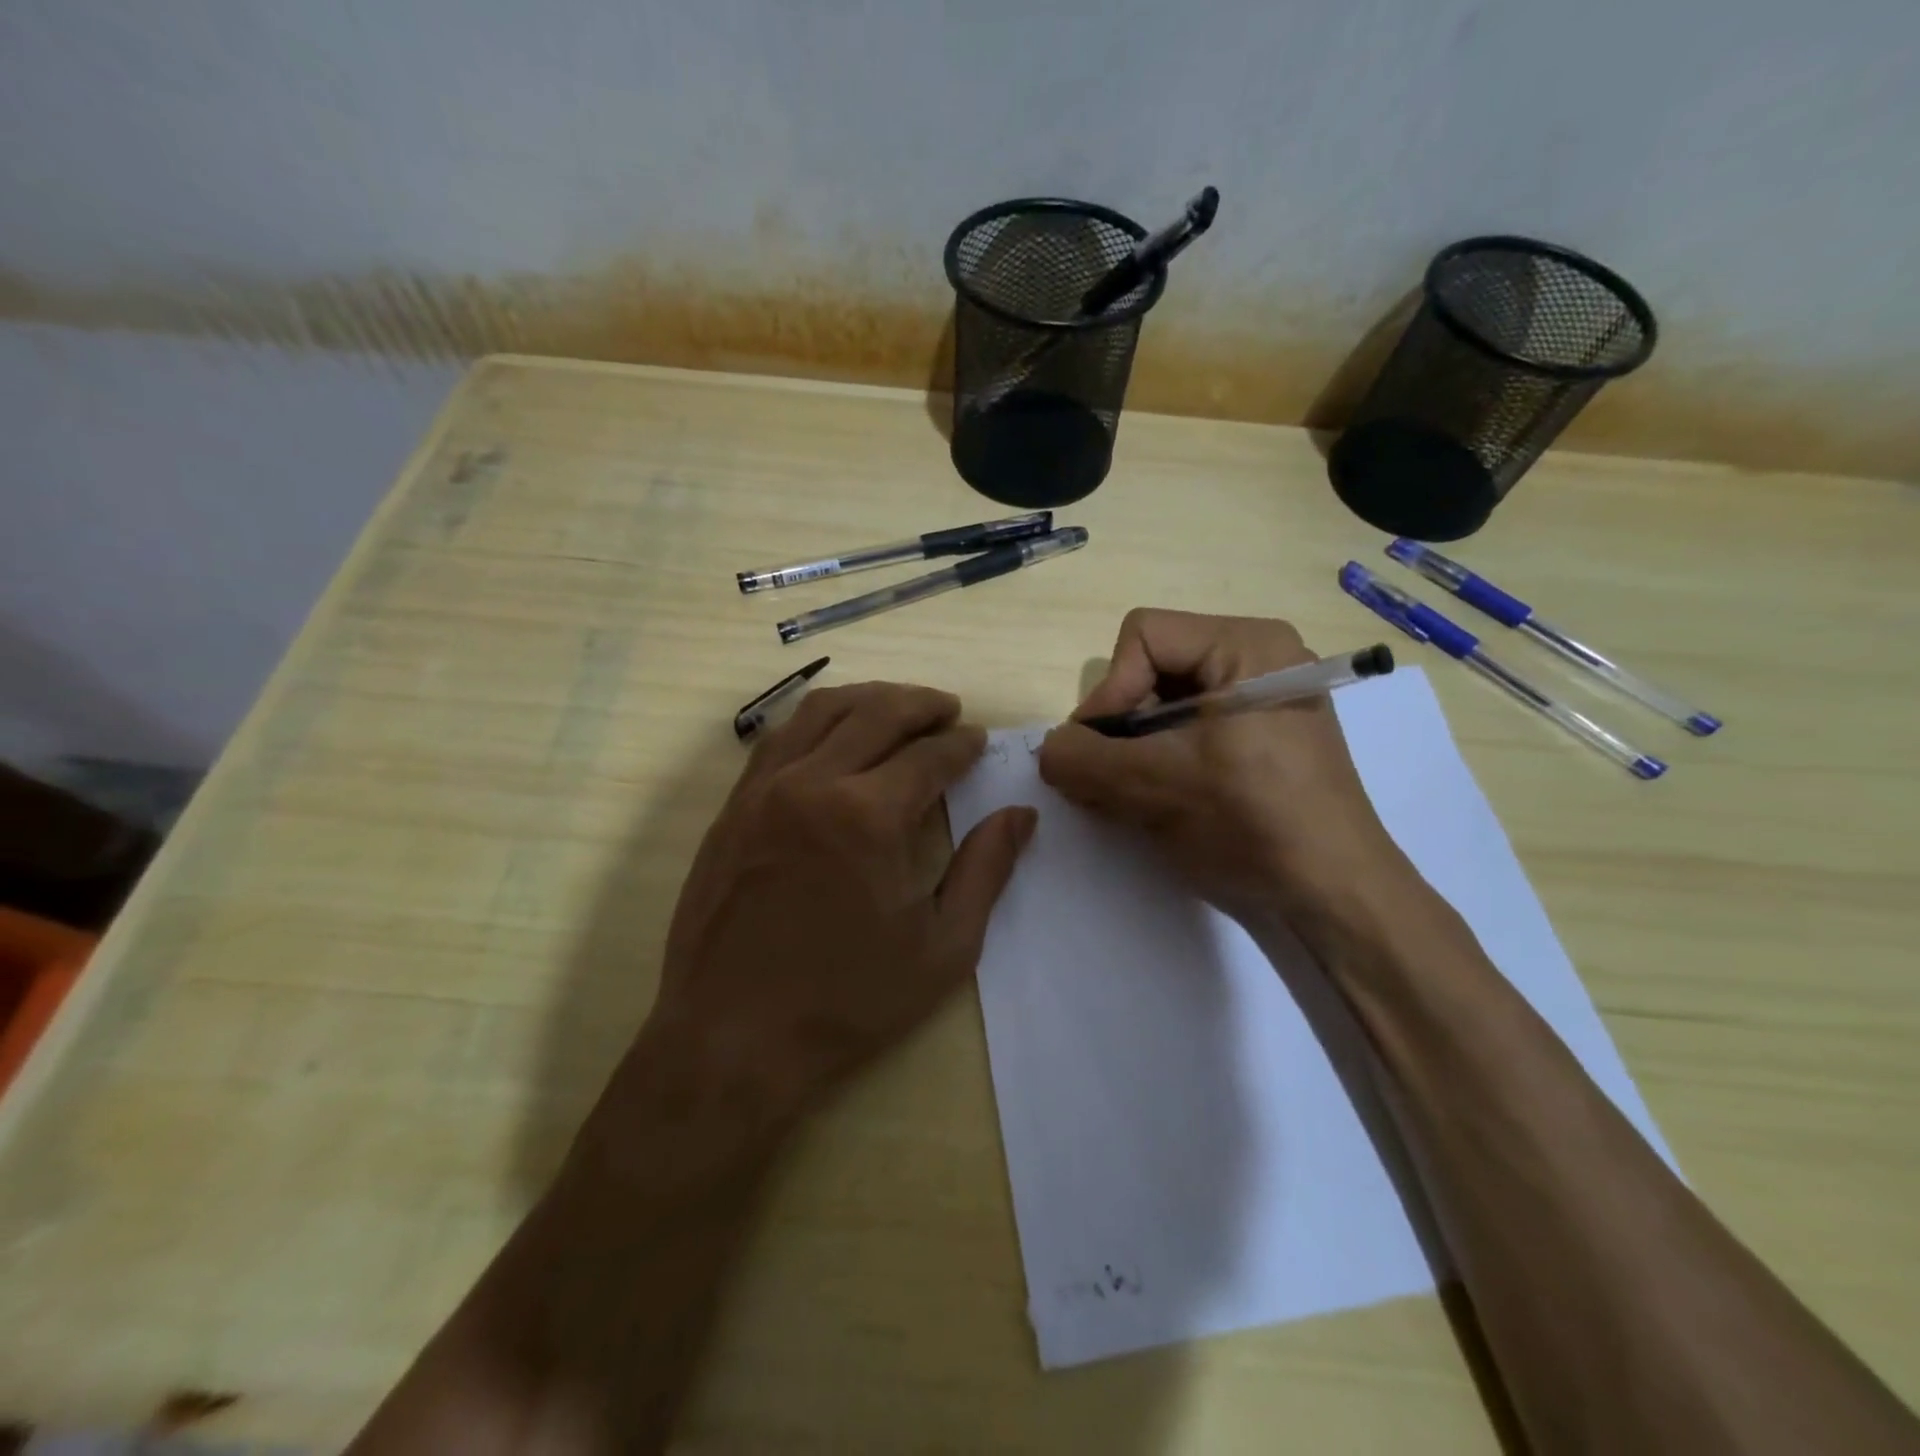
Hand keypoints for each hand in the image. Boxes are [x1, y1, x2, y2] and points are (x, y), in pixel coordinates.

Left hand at [634, 682, 1035, 1126]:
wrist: (732, 1036)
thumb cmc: (848, 999)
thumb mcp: (942, 947)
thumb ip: (986, 871)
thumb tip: (1021, 815)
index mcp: (869, 816)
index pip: (929, 756)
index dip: (961, 744)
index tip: (978, 740)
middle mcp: (814, 783)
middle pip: (877, 713)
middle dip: (921, 704)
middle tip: (947, 710)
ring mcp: (764, 789)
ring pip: (822, 710)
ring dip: (869, 698)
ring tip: (898, 706)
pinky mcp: (734, 804)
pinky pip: (780, 736)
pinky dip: (817, 719)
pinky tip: (834, 734)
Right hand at [1038, 609, 1411, 937]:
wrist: (1335, 897)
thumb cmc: (1251, 824)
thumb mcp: (1153, 787)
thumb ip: (1082, 759)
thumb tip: (1049, 749)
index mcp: (1247, 645)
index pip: (1144, 637)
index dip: (1110, 691)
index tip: (1101, 753)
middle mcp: (1259, 658)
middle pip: (1154, 668)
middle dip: (1122, 725)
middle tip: (1111, 778)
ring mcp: (1265, 699)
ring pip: (1167, 702)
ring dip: (1137, 748)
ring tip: (1134, 795)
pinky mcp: (1264, 736)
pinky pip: (1192, 728)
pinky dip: (1163, 759)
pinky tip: (1162, 799)